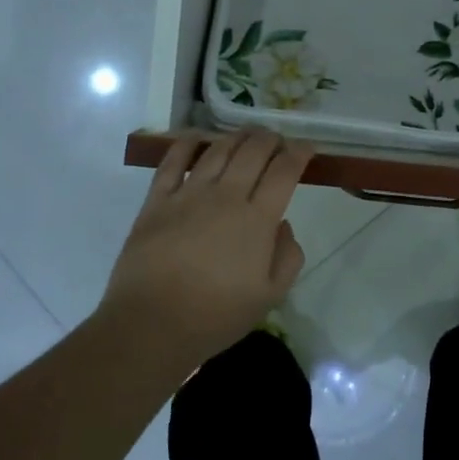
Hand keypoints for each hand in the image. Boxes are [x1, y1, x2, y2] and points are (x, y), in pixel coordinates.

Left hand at [100, 131, 313, 366]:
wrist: (152, 324)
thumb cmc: (215, 316)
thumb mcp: (270, 296)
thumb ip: (288, 256)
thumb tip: (283, 223)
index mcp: (257, 219)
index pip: (284, 171)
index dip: (299, 154)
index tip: (306, 149)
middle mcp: (226, 196)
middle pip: (253, 151)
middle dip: (271, 139)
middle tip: (277, 140)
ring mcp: (188, 194)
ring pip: (218, 150)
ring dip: (237, 137)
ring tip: (246, 135)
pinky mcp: (157, 200)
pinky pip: (172, 161)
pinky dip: (187, 143)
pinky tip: (196, 137)